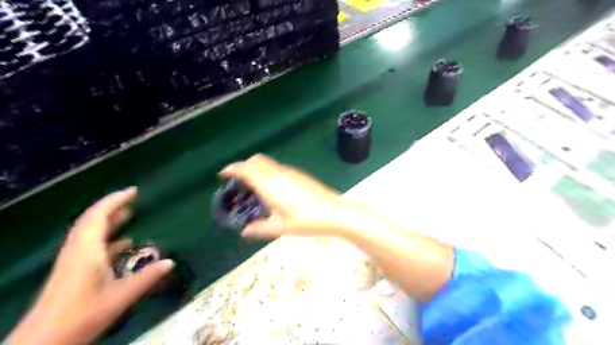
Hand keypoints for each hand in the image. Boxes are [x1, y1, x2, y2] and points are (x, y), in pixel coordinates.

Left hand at [8, 188, 173, 344]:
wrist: (43, 342)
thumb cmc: (82, 316)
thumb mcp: (120, 297)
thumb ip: (147, 278)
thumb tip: (171, 261)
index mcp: (86, 251)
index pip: (97, 216)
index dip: (114, 200)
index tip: (133, 191)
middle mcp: (77, 251)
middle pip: (91, 220)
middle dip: (112, 206)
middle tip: (134, 199)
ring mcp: (73, 261)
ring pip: (90, 232)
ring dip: (109, 221)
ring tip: (130, 214)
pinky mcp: (73, 270)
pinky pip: (91, 244)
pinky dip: (107, 237)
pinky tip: (125, 243)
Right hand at [222, 155, 363, 237]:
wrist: (334, 212)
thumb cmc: (305, 221)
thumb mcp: (280, 227)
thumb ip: (260, 228)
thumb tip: (245, 231)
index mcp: (269, 184)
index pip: (246, 169)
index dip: (232, 168)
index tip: (223, 173)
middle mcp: (278, 173)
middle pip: (256, 160)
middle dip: (243, 165)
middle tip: (237, 178)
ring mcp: (291, 172)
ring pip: (268, 162)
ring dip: (256, 167)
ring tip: (253, 183)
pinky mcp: (300, 175)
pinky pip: (278, 167)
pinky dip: (268, 171)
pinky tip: (272, 187)